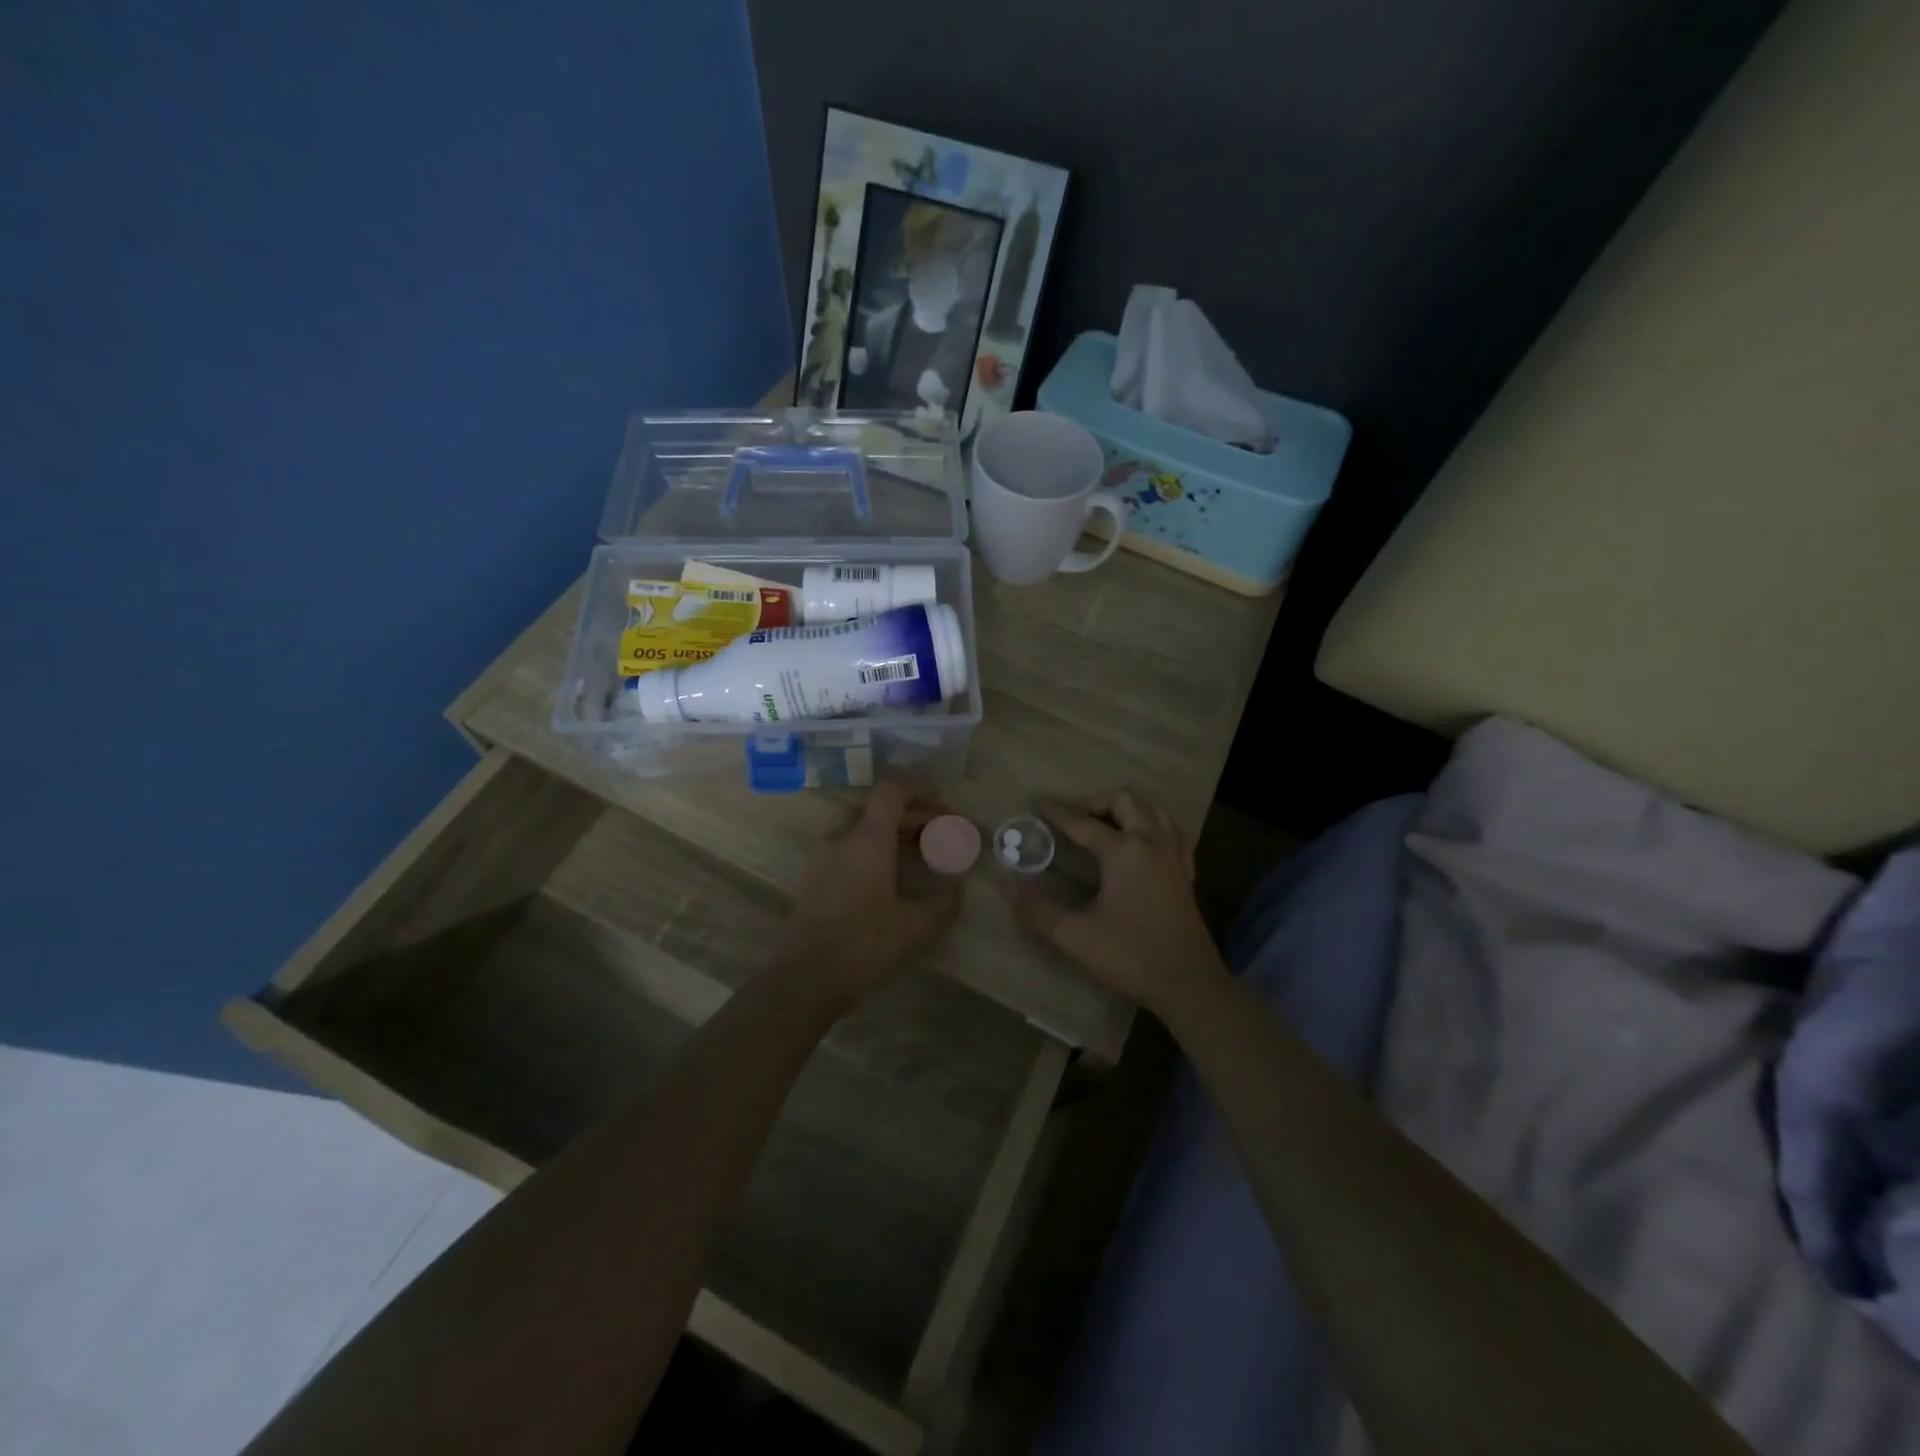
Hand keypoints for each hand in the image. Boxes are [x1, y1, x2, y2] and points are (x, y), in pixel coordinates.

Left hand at [781, 781, 962, 999]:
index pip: (891, 791)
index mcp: (868, 839)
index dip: (919, 791)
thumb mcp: (916, 926)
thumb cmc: (865, 945)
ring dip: (888, 828)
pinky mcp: (813, 874)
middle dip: (910, 813)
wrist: (807, 977)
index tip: (942, 808)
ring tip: (914, 849)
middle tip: (937, 833)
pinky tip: (887, 871)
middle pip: (877, 807)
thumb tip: (957, 885)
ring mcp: (822, 855)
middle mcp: (842, 837)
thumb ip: (944, 901)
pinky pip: (846, 843)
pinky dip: (870, 844)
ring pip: (859, 824)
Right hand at [999, 790, 1223, 1011]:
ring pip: (1153, 809)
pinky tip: (1139, 843)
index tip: (1037, 802)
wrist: (1189, 985)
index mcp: (1124, 852)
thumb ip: (1035, 908)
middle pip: (1124, 800)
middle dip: (1094, 802)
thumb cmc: (1131, 958)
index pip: (1083, 822)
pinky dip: (1151, 825)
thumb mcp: (1075, 937)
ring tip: (1103, 823)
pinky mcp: (1186, 872)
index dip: (1057, 812)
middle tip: (1071, 818)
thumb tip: (1004, 880)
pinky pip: (1170, 831)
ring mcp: (1174, 856)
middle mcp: (1152, 843)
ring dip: (1126, 808)